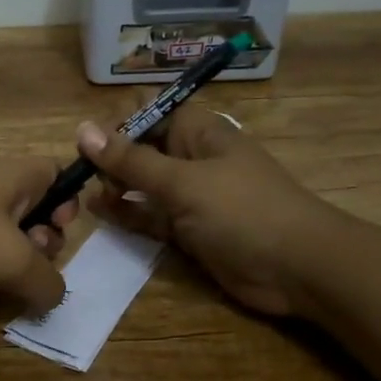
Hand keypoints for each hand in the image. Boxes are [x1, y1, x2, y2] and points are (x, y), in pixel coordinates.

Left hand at [0, 158, 77, 311]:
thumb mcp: (15, 262)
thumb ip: (48, 282)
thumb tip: (52, 297)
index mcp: (11, 174)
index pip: (54, 172)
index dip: (66, 201)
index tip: (58, 229)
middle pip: (30, 205)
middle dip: (40, 237)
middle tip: (31, 261)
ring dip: (8, 257)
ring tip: (1, 279)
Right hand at [77, 107, 337, 318]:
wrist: (298, 268)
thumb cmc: (242, 211)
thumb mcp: (182, 182)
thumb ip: (131, 160)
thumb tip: (83, 129)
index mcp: (199, 132)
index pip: (151, 111)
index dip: (119, 122)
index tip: (87, 143)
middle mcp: (193, 158)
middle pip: (143, 148)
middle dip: (111, 157)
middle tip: (83, 177)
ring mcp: (192, 196)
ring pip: (144, 184)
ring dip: (115, 186)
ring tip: (83, 195)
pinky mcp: (190, 229)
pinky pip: (151, 215)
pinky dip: (127, 213)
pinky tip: (99, 212)